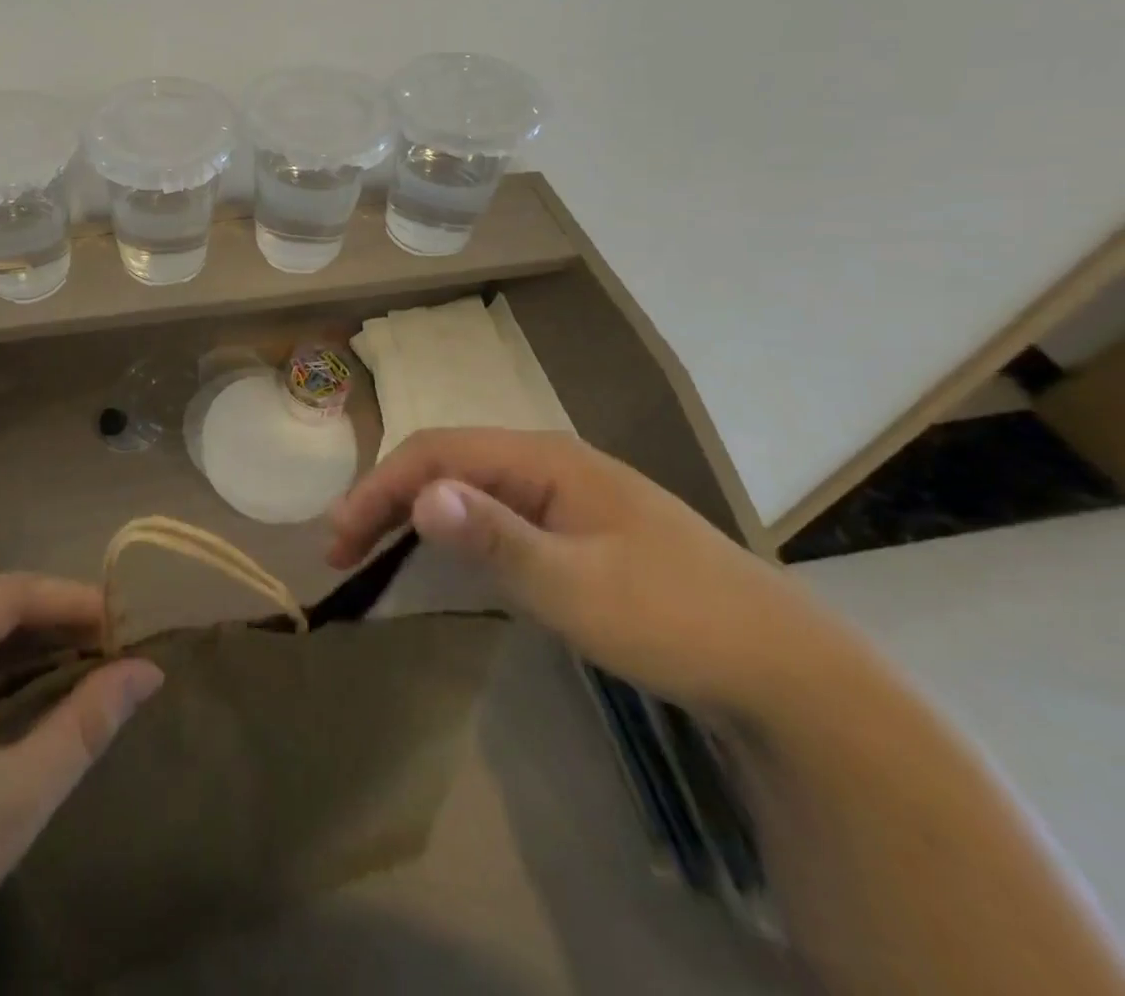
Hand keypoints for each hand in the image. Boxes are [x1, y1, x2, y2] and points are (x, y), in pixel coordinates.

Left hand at [0, 574, 163, 995]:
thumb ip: (84, 724)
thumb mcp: (13, 801)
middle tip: (108, 645)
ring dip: (17, 646)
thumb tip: (147, 672)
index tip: (123, 622)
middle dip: (47, 620)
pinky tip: (16, 696)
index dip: (69, 598)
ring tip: (76, 663)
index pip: (4, 595)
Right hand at [328, 428, 833, 715]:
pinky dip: (450, 527)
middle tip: (344, 546)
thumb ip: (495, 538)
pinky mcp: (574, 528)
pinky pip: (492, 512)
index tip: (339, 536)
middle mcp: (548, 462)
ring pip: (467, 485)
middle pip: (446, 461)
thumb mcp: (576, 586)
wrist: (785, 673)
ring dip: (413, 510)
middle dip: (387, 497)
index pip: (437, 451)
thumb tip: (421, 494)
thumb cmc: (675, 620)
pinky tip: (438, 550)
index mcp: (544, 458)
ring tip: (372, 546)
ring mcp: (563, 494)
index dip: (380, 486)